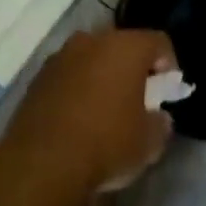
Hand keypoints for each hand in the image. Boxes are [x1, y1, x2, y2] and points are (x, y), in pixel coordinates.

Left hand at [0, 28, 176, 197]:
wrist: (42, 164)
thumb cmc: (107, 144)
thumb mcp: (149, 142)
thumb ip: (160, 123)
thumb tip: (157, 118)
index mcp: (126, 47)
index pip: (158, 42)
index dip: (168, 64)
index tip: (166, 91)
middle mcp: (92, 41)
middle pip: (121, 46)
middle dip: (132, 67)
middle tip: (137, 97)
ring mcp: (60, 57)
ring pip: (91, 58)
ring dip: (101, 76)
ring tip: (105, 108)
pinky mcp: (37, 78)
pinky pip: (68, 75)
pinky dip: (77, 88)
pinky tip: (78, 117)